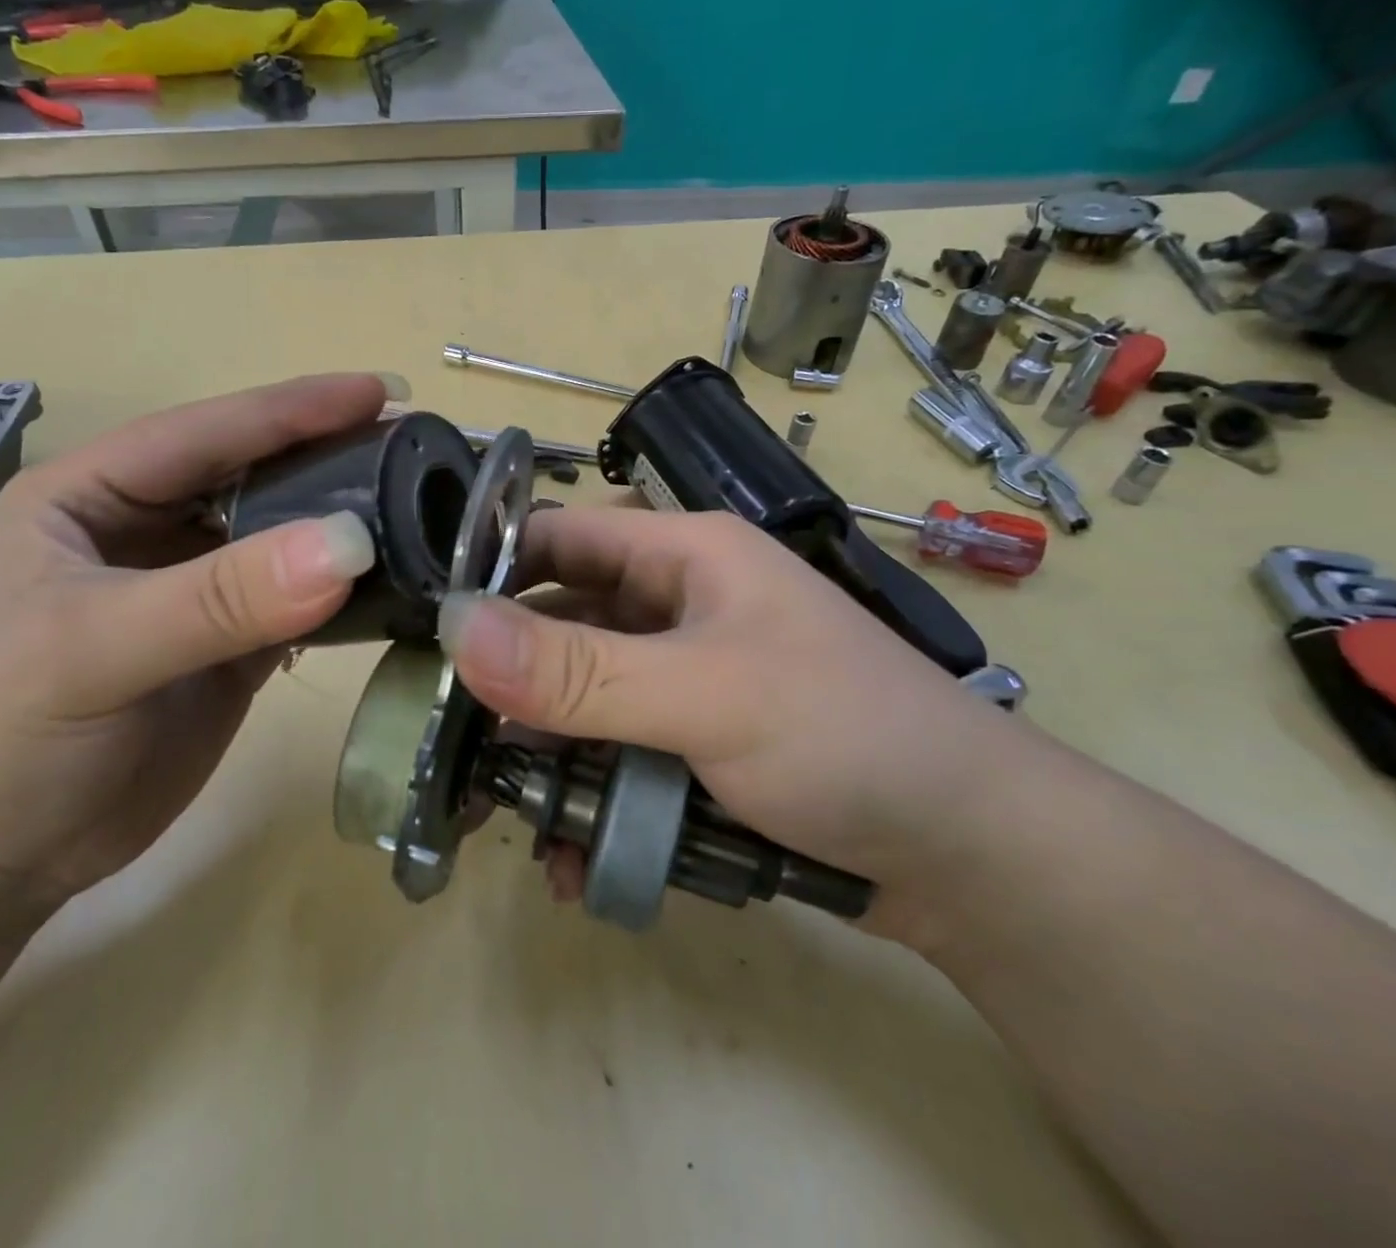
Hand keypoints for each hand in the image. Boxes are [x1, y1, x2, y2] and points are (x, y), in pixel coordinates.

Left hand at [0, 374, 394, 913]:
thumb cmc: (0, 738)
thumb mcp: (95, 650)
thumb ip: (220, 596)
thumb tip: (350, 543)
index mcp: (96, 494)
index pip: (208, 433)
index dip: (294, 409)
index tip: (382, 392)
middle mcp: (151, 529)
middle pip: (259, 477)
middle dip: (334, 460)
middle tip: (419, 451)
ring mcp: (197, 592)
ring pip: (286, 540)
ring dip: (347, 527)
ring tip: (424, 508)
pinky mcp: (232, 648)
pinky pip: (301, 604)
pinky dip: (345, 595)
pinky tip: (391, 585)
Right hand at [437, 506, 1035, 932]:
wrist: (972, 855)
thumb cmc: (846, 737)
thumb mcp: (706, 696)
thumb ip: (579, 670)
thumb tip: (454, 629)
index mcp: (682, 556)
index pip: (559, 538)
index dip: (489, 573)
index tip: (423, 635)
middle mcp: (676, 606)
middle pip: (560, 628)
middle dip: (507, 689)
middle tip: (449, 749)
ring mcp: (684, 678)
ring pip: (582, 702)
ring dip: (545, 761)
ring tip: (508, 823)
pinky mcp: (694, 742)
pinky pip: (616, 755)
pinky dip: (588, 799)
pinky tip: (574, 857)